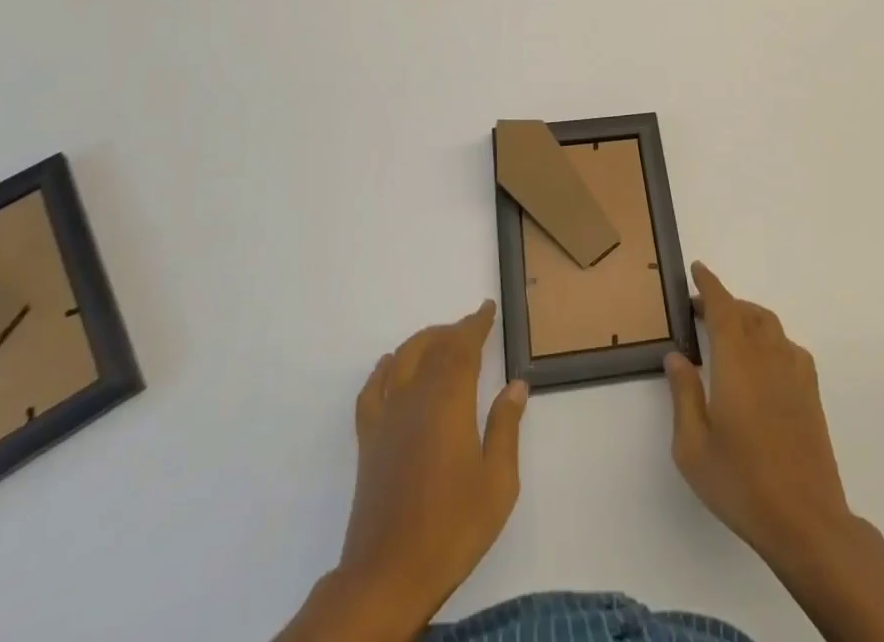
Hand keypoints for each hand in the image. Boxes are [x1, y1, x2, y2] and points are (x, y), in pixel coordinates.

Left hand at [284, 301, 526, 641]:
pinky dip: (384, 369)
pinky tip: (390, 366)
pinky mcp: (368, 440)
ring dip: (423, 342)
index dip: (476, 324)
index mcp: (449, 402)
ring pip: (403, 359)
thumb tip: (515, 385)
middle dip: (453, 331)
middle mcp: (415, 398)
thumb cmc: (452, 528)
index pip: (462, 347)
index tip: (487, 308)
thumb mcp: (497, 483)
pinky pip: (372, 389)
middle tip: (472, 328)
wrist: (388, 575)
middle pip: (433, 347)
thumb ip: (506, 428)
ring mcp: (387, 417)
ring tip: (440, 341)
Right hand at [664, 262, 852, 563]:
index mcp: (736, 361)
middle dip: (723, 303)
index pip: (722, 306)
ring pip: (769, 325)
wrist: (806, 521)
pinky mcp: (811, 393)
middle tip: (699, 311)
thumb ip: (683, 394)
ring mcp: (794, 372)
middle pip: (746, 311)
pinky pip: (788, 346)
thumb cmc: (741, 483)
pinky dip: (769, 340)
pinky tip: (761, 363)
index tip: (697, 269)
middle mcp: (767, 355)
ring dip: (747, 318)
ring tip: (728, 333)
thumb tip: (677, 357)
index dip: (709, 284)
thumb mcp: (693, 446)